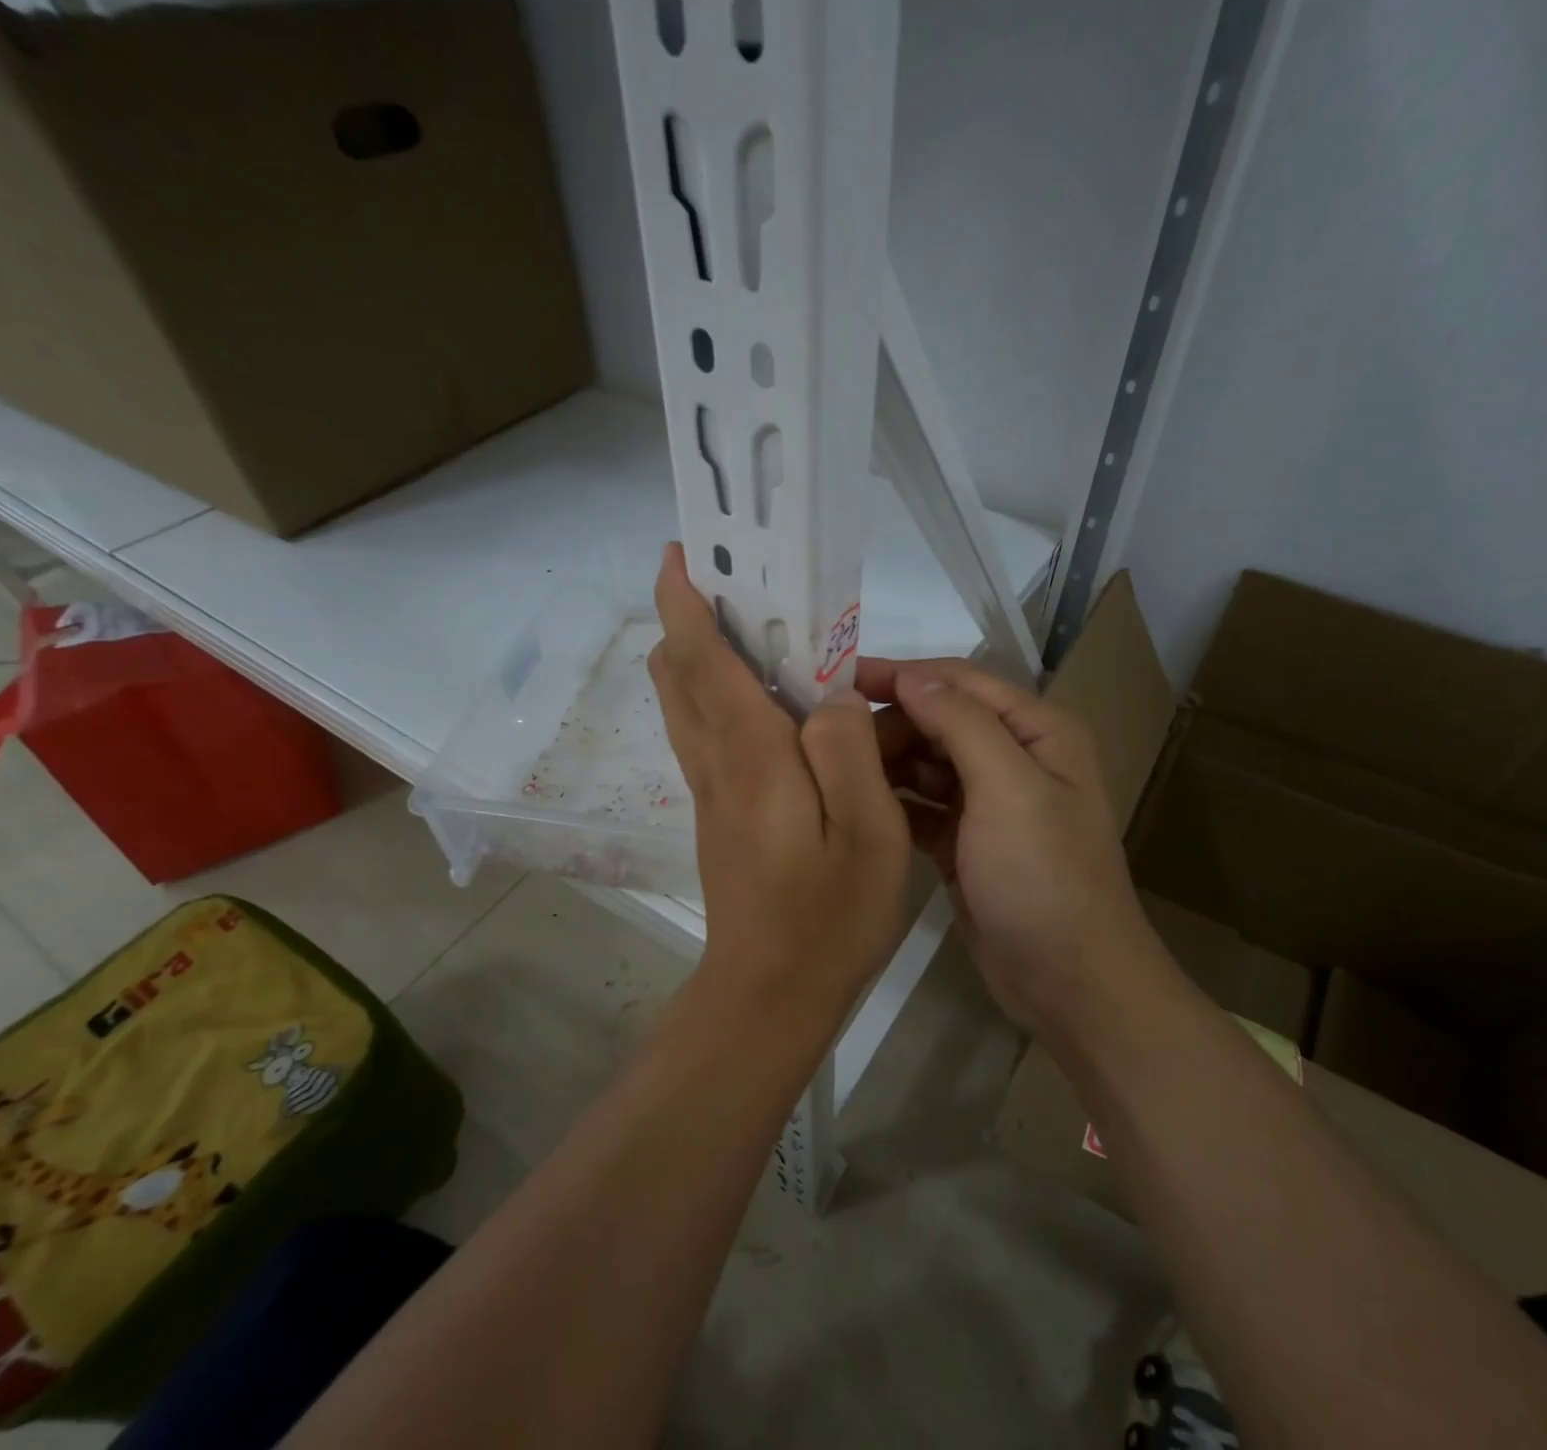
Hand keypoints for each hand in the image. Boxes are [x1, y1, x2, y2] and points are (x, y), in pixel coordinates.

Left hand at [649, 545, 911, 1025]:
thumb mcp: (867, 832)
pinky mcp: (718, 813)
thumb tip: (826, 698)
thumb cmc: (828, 916)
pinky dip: (718, 696)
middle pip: (679, 674)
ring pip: (686, 703)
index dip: (684, 601)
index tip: (681, 553)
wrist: (770, 994)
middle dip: (690, 619)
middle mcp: (716, 762)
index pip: (703, 660)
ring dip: (702, 655)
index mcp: (750, 756)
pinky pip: (706, 734)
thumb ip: (847, 752)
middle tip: (735, 584)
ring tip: (754, 630)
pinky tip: (770, 704)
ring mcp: (711, 790)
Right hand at [857, 657, 1167, 1057]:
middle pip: (938, 720)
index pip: (960, 682)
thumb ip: (962, 724)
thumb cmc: (1044, 876)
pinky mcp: (964, 841)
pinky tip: (854, 804)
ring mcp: (988, 803)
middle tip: (826, 736)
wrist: (1068, 982)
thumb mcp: (1009, 788)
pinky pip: (920, 806)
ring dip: (885, 761)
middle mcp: (1013, 757)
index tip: (838, 678)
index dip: (902, 675)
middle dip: (889, 722)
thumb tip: (912, 677)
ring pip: (926, 762)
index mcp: (1036, 731)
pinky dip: (892, 801)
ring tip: (830, 767)